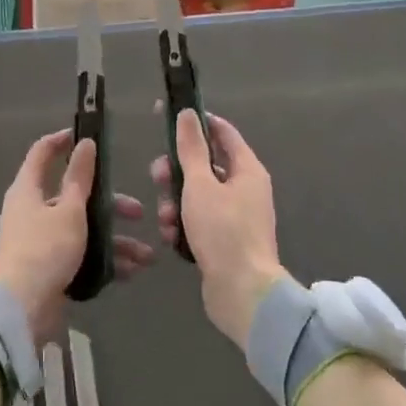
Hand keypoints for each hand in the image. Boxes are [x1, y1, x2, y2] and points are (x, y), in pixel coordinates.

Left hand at [0, 129, 152, 340]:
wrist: (22, 309)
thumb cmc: (46, 249)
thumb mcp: (69, 210)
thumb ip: (80, 178)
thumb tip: (85, 144)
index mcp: (28, 189)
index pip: (42, 153)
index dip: (64, 141)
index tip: (90, 137)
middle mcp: (32, 210)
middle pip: (73, 196)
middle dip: (110, 204)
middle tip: (138, 212)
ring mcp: (40, 239)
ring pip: (82, 229)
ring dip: (115, 240)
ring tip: (146, 256)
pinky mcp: (49, 265)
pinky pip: (80, 254)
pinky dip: (103, 260)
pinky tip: (130, 272)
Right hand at [151, 110, 292, 351]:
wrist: (242, 292)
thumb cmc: (223, 231)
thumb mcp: (200, 185)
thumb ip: (191, 148)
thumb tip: (187, 113)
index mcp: (247, 170)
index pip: (222, 132)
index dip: (195, 122)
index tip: (167, 117)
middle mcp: (244, 189)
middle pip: (204, 166)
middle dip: (176, 172)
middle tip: (157, 178)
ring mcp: (236, 216)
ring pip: (196, 195)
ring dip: (175, 203)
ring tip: (165, 219)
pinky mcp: (225, 240)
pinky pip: (199, 221)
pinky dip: (183, 225)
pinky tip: (171, 237)